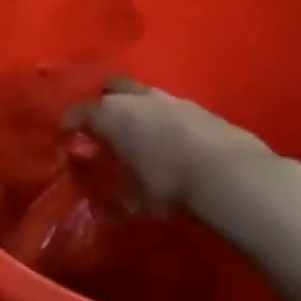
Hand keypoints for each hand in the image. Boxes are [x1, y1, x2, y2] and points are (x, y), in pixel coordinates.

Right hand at [63, 78, 276, 215]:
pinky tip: (174, 144)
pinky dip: (166, 121)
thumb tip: (99, 212)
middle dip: (105, 103)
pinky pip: (172, 109)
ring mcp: (170, 99)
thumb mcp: (133, 200)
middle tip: (107, 128)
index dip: (70, 126)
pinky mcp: (200, 108)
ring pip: (143, 96)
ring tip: (143, 138)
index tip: (69, 140)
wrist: (231, 176)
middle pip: (111, 88)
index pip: (77, 113)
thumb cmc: (167, 184)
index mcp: (109, 114)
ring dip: (139, 111)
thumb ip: (113, 201)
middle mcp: (135, 99)